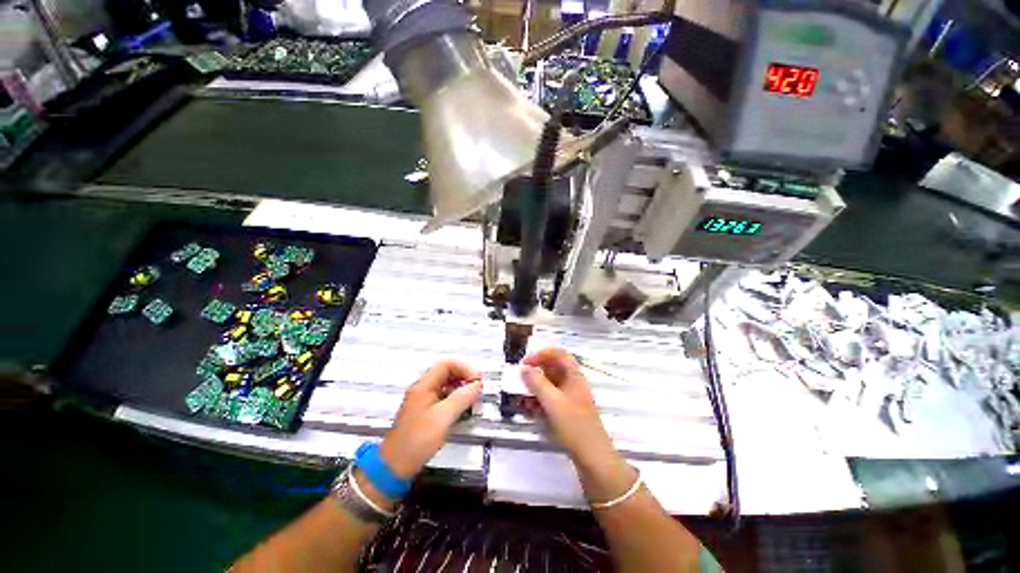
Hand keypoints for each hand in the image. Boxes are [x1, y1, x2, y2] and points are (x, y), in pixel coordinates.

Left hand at [380, 360, 482, 480]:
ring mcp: (424, 400)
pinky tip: (463, 409)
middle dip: (465, 377)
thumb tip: (477, 384)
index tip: (477, 381)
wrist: (394, 467)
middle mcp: (423, 388)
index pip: (447, 364)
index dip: (465, 368)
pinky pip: (444, 396)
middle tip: (478, 389)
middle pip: (447, 372)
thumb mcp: (443, 417)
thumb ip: (462, 397)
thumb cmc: (418, 440)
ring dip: (462, 388)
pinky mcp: (426, 411)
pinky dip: (456, 399)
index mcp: (424, 385)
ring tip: (473, 399)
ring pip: (447, 384)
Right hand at [522, 349, 636, 503]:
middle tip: (519, 378)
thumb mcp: (553, 402)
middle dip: (535, 372)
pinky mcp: (565, 413)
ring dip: (534, 389)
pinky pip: (549, 401)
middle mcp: (572, 384)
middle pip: (553, 370)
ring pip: (549, 386)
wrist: (593, 458)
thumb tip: (524, 369)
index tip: (526, 362)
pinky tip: (527, 409)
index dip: (542, 354)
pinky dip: (538, 402)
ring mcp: (569, 399)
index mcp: (574, 377)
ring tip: (520, 397)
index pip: (559, 355)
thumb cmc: (575, 425)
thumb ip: (537, 383)